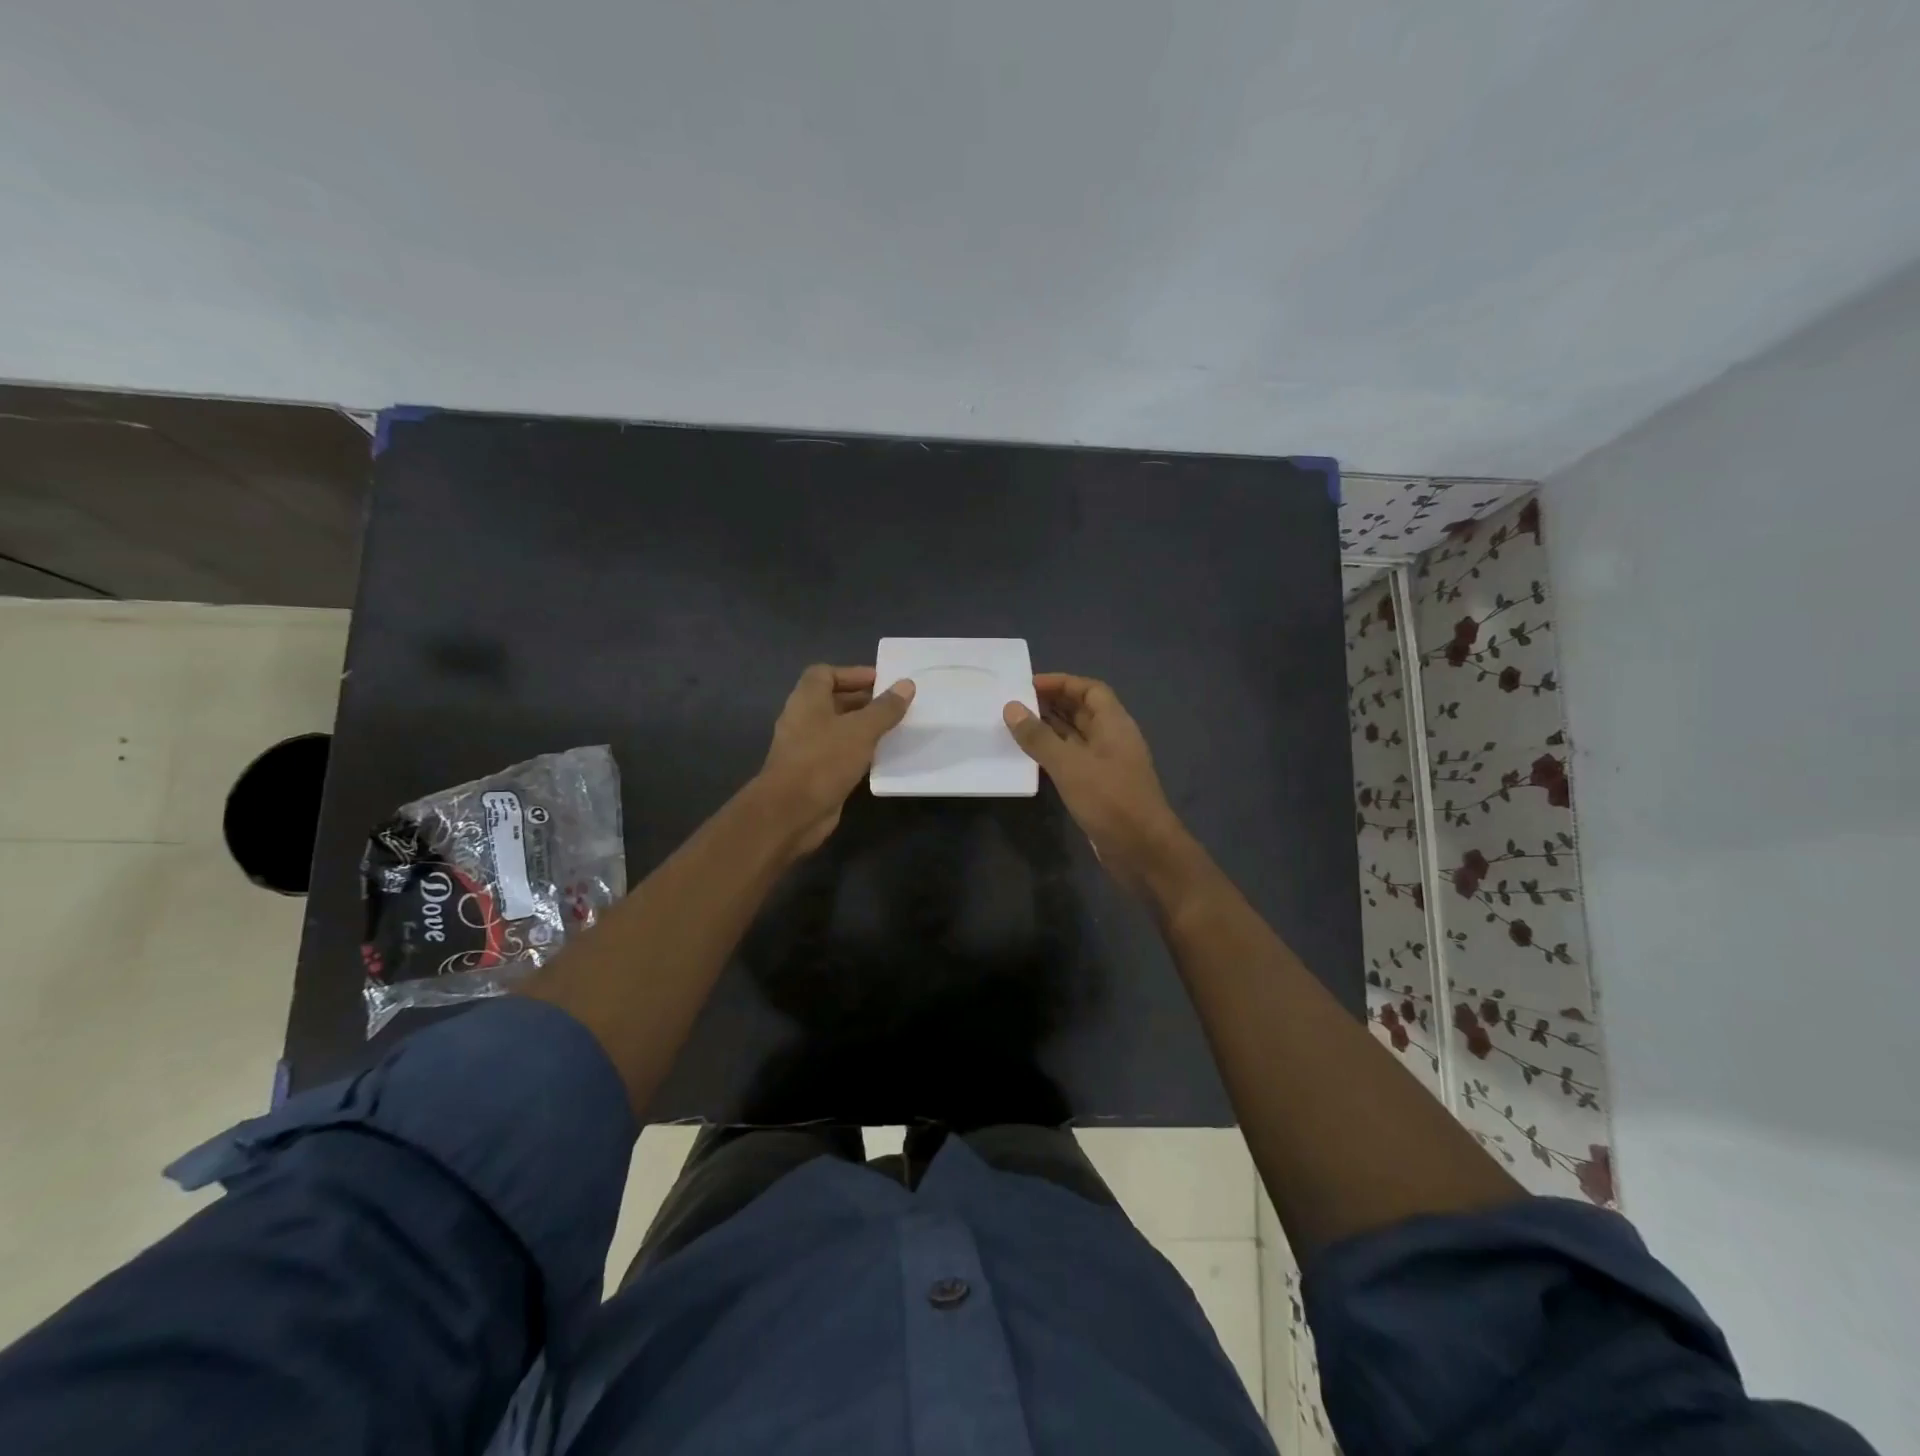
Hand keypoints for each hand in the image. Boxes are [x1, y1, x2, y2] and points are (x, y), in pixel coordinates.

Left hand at [757, 664, 914, 852]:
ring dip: (863, 728)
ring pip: (838, 729)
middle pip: (834, 700)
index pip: (826, 673)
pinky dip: (858, 751)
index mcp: (807, 699)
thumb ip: (885, 708)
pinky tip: (881, 757)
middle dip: (864, 701)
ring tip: (894, 729)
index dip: (853, 674)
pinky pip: (839, 753)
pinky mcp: (814, 772)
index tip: (882, 682)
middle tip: (895, 706)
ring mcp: (806, 747)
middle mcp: (803, 719)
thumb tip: (907, 684)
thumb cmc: (824, 760)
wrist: (791, 812)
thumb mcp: (861, 730)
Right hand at [1003, 673, 1186, 891]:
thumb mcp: (1069, 765)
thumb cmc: (1110, 800)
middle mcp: (1112, 739)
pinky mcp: (1099, 787)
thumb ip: (1039, 737)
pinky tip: (1030, 759)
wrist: (1142, 850)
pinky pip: (1073, 760)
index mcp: (1114, 724)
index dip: (1061, 683)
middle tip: (1015, 704)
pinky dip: (1053, 754)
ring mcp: (1107, 764)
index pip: (1090, 689)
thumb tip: (1012, 708)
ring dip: (1049, 730)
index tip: (1028, 684)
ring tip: (1015, 726)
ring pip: (1076, 737)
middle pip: (1082, 711)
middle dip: (1051, 704)